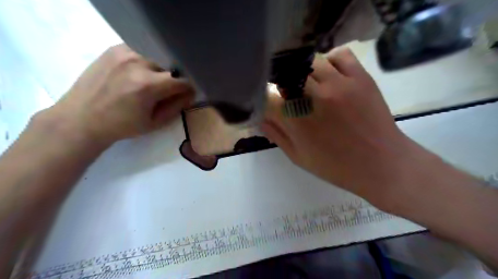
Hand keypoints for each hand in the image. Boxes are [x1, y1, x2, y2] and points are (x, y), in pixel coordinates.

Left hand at [42, 43, 194, 146]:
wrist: (82, 118)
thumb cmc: (122, 125)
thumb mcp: (155, 122)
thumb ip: (177, 106)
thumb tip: (191, 94)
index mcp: (148, 85)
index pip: (183, 80)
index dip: (188, 88)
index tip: (186, 94)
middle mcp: (138, 63)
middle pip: (170, 66)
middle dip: (174, 79)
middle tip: (166, 91)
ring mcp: (124, 52)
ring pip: (157, 57)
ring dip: (160, 69)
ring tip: (150, 82)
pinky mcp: (114, 48)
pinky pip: (141, 51)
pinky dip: (146, 61)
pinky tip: (137, 73)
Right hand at [264, 46, 416, 206]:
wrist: (381, 165)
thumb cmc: (336, 166)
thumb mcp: (298, 157)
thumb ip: (275, 134)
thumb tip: (258, 117)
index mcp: (296, 120)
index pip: (266, 97)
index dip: (263, 99)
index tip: (267, 103)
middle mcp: (313, 96)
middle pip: (284, 74)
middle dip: (281, 84)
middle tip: (287, 95)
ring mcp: (339, 83)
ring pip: (308, 61)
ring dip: (302, 72)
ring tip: (308, 85)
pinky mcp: (360, 77)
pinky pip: (339, 54)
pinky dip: (330, 60)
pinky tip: (330, 75)